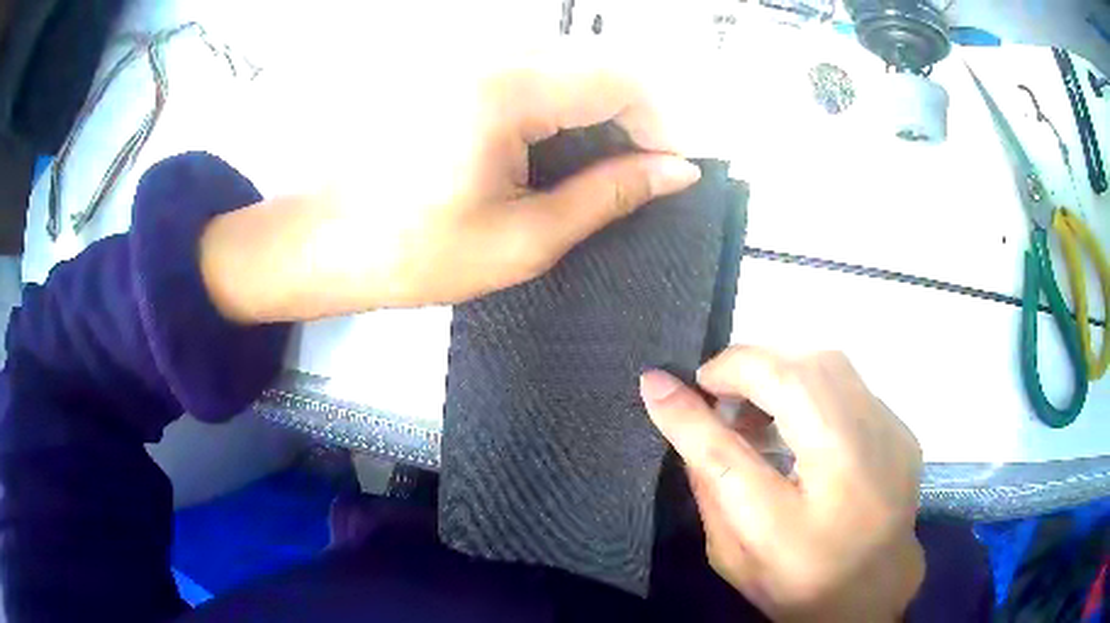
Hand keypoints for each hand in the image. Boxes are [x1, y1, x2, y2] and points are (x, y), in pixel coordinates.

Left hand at [199, 49, 701, 322]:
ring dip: (597, 108)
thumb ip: (609, 196)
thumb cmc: (415, 253)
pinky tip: (550, 147)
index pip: (622, 79)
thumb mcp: (525, 239)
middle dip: (633, 115)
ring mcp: (466, 56)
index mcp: (506, 90)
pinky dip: (561, 102)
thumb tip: (677, 172)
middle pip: (598, 61)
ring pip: (568, 61)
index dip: (660, 124)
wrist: (325, 243)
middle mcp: (489, 54)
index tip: (665, 174)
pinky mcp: (453, 68)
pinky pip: (532, 68)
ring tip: (593, 168)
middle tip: (632, 175)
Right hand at [639, 348, 923, 621]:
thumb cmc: (797, 581)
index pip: (733, 452)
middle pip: (796, 375)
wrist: (874, 592)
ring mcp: (890, 438)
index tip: (660, 382)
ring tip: (755, 409)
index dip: (693, 407)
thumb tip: (668, 403)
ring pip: (828, 363)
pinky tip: (800, 422)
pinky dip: (812, 385)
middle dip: (745, 368)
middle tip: (715, 395)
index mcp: (798, 527)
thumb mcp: (734, 547)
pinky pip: (849, 383)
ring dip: (780, 371)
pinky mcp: (900, 429)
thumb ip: (704, 476)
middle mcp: (857, 469)